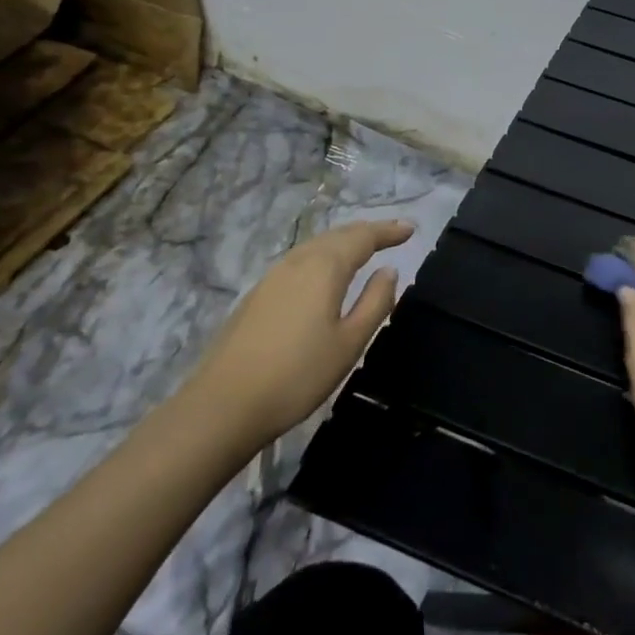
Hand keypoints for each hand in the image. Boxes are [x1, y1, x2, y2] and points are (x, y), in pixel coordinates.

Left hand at [178, 219, 414, 460]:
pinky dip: (322, 256)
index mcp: (324, 267)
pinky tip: (324, 274)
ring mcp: (272, 277)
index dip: (388, 231)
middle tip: (391, 234)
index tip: (411, 229)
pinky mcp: (257, 295)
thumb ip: (375, 302)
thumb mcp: (350, 343)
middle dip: (366, 232)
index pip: (363, 237)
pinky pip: (300, 261)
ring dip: (343, 242)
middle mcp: (297, 261)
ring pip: (315, 246)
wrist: (223, 406)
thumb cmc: (297, 375)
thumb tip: (388, 271)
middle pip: (337, 235)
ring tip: (363, 249)